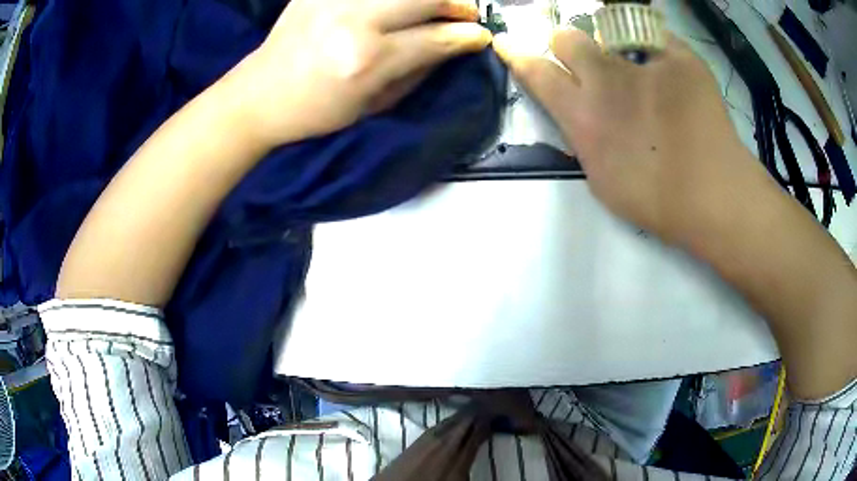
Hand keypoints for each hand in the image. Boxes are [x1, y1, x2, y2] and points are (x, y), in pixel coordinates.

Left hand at [232, 0, 491, 147]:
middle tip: (465, 11)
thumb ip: (419, 70)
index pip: (437, 37)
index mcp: (368, 61)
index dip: (468, 35)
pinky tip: (396, 6)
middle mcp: (354, 21)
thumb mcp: (374, 105)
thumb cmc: (319, 110)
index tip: (480, 34)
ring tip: (435, 5)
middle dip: (457, 3)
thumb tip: (454, 45)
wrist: (261, 94)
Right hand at [494, 30, 772, 243]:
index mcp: (583, 115)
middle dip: (569, 45)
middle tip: (590, 64)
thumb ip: (583, 138)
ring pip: (611, 31)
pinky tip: (673, 78)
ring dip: (614, 47)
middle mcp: (606, 79)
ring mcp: (644, 63)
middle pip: (568, 37)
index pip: (536, 71)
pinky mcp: (679, 57)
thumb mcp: (602, 180)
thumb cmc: (658, 201)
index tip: (506, 43)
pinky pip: (657, 40)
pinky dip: (657, 53)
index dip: (516, 55)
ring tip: (639, 72)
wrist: (715, 196)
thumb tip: (580, 116)